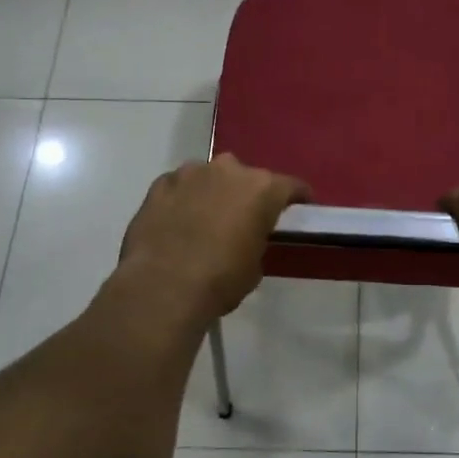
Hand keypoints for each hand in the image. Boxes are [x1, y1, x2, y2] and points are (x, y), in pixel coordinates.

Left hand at [118, 154, 310, 324]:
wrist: (162, 288)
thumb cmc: (220, 280)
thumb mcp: (254, 266)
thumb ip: (256, 239)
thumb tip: (245, 238)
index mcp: (262, 189)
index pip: (291, 186)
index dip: (297, 199)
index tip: (298, 209)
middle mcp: (229, 169)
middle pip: (247, 177)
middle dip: (247, 194)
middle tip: (243, 219)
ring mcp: (190, 173)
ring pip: (210, 177)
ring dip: (212, 192)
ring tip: (205, 219)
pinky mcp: (160, 184)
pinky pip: (180, 187)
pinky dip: (183, 199)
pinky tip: (177, 221)